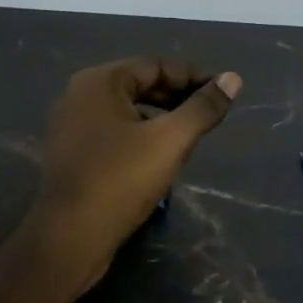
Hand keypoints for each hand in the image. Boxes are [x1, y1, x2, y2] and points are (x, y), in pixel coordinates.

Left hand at [28, 58, 241, 292]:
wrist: (69, 237)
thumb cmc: (120, 180)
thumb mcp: (170, 141)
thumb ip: (203, 108)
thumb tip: (233, 79)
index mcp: (99, 81)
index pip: (156, 66)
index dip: (193, 76)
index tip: (223, 92)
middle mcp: (79, 95)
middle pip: (139, 85)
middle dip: (177, 96)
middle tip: (210, 114)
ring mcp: (70, 125)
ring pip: (126, 110)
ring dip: (159, 117)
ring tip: (189, 135)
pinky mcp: (71, 153)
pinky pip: (112, 132)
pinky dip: (139, 135)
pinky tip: (158, 156)